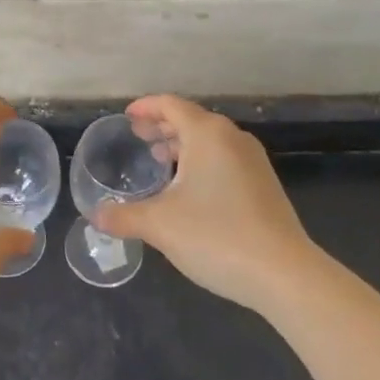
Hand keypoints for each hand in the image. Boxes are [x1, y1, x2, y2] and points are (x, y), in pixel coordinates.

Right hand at [95, 95, 320, 316]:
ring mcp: (253, 161)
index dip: (146, 108)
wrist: (284, 273)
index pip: (171, 105)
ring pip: (210, 141)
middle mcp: (232, 138)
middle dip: (163, 126)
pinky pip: (224, 159)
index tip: (127, 117)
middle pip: (192, 119)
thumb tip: (95, 216)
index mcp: (207, 134)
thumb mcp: (160, 225)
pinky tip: (190, 189)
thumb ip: (123, 216)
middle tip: (139, 138)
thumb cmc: (216, 236)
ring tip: (160, 161)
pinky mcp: (264, 184)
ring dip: (183, 145)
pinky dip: (201, 161)